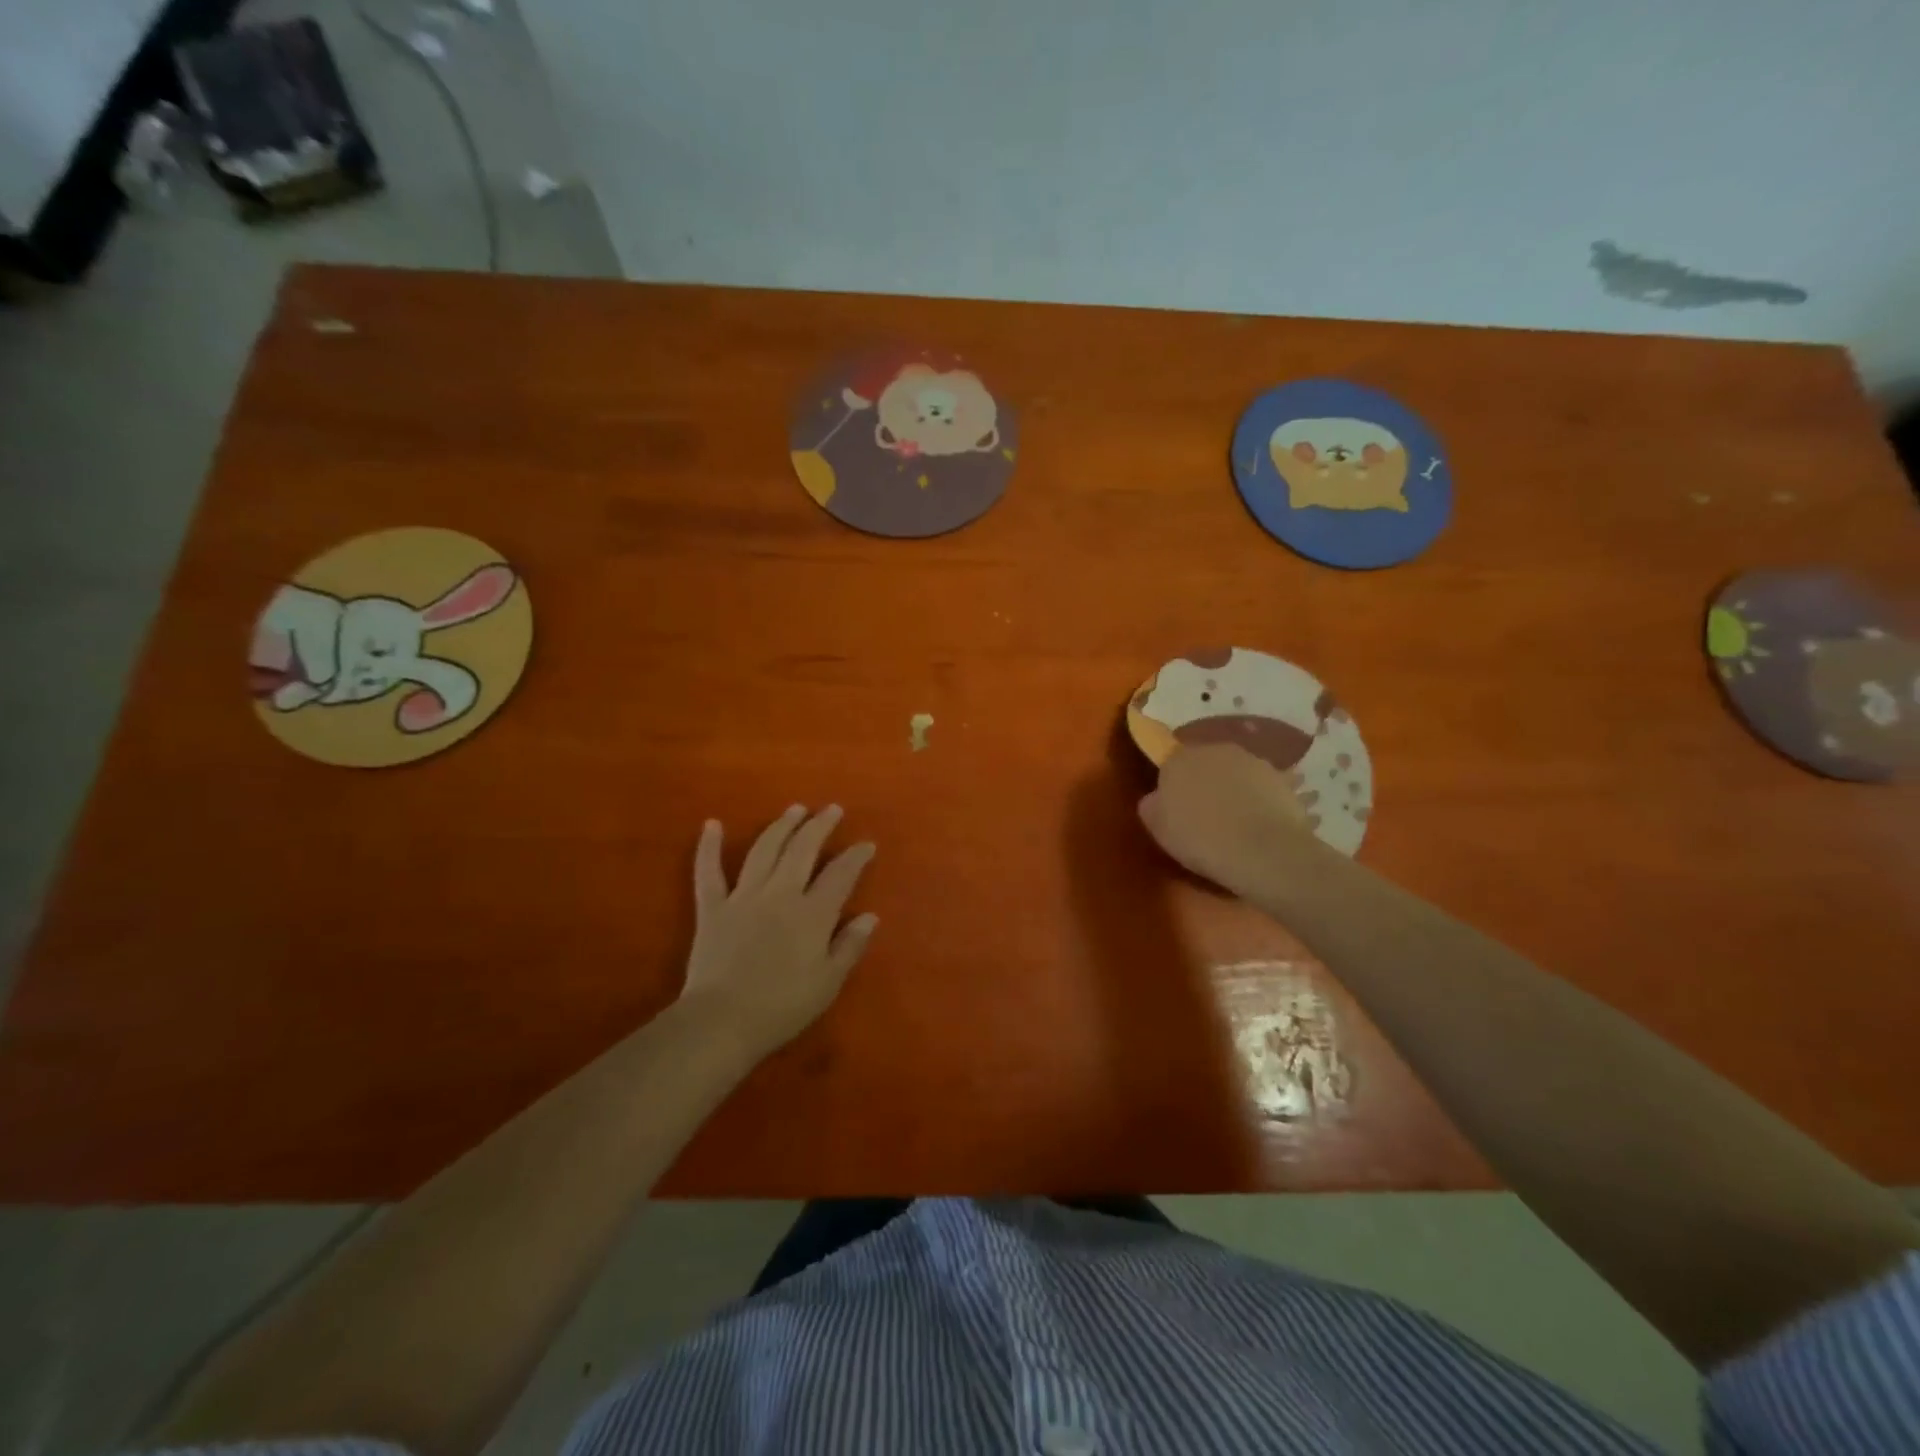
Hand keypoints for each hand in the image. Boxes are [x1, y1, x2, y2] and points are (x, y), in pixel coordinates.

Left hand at [681, 805, 877, 1055]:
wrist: (722, 1021)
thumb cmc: (782, 1007)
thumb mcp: (828, 983)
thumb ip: (849, 946)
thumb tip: (869, 916)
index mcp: (813, 913)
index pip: (841, 874)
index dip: (856, 856)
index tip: (867, 844)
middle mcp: (781, 894)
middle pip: (803, 849)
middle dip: (819, 826)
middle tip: (831, 809)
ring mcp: (744, 897)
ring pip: (765, 850)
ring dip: (781, 826)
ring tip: (794, 809)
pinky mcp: (712, 908)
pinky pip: (708, 872)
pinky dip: (708, 847)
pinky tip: (712, 824)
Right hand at [1137, 744, 1321, 893]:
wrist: (1262, 851)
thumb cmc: (1200, 838)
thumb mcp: (1158, 828)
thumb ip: (1152, 805)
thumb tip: (1157, 798)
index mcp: (1179, 758)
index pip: (1170, 765)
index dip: (1173, 787)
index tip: (1177, 810)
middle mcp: (1215, 750)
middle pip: (1205, 764)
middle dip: (1205, 783)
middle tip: (1206, 815)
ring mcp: (1252, 761)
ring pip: (1236, 774)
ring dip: (1235, 789)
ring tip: (1238, 823)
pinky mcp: (1282, 779)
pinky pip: (1264, 788)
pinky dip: (1262, 801)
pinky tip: (1262, 825)